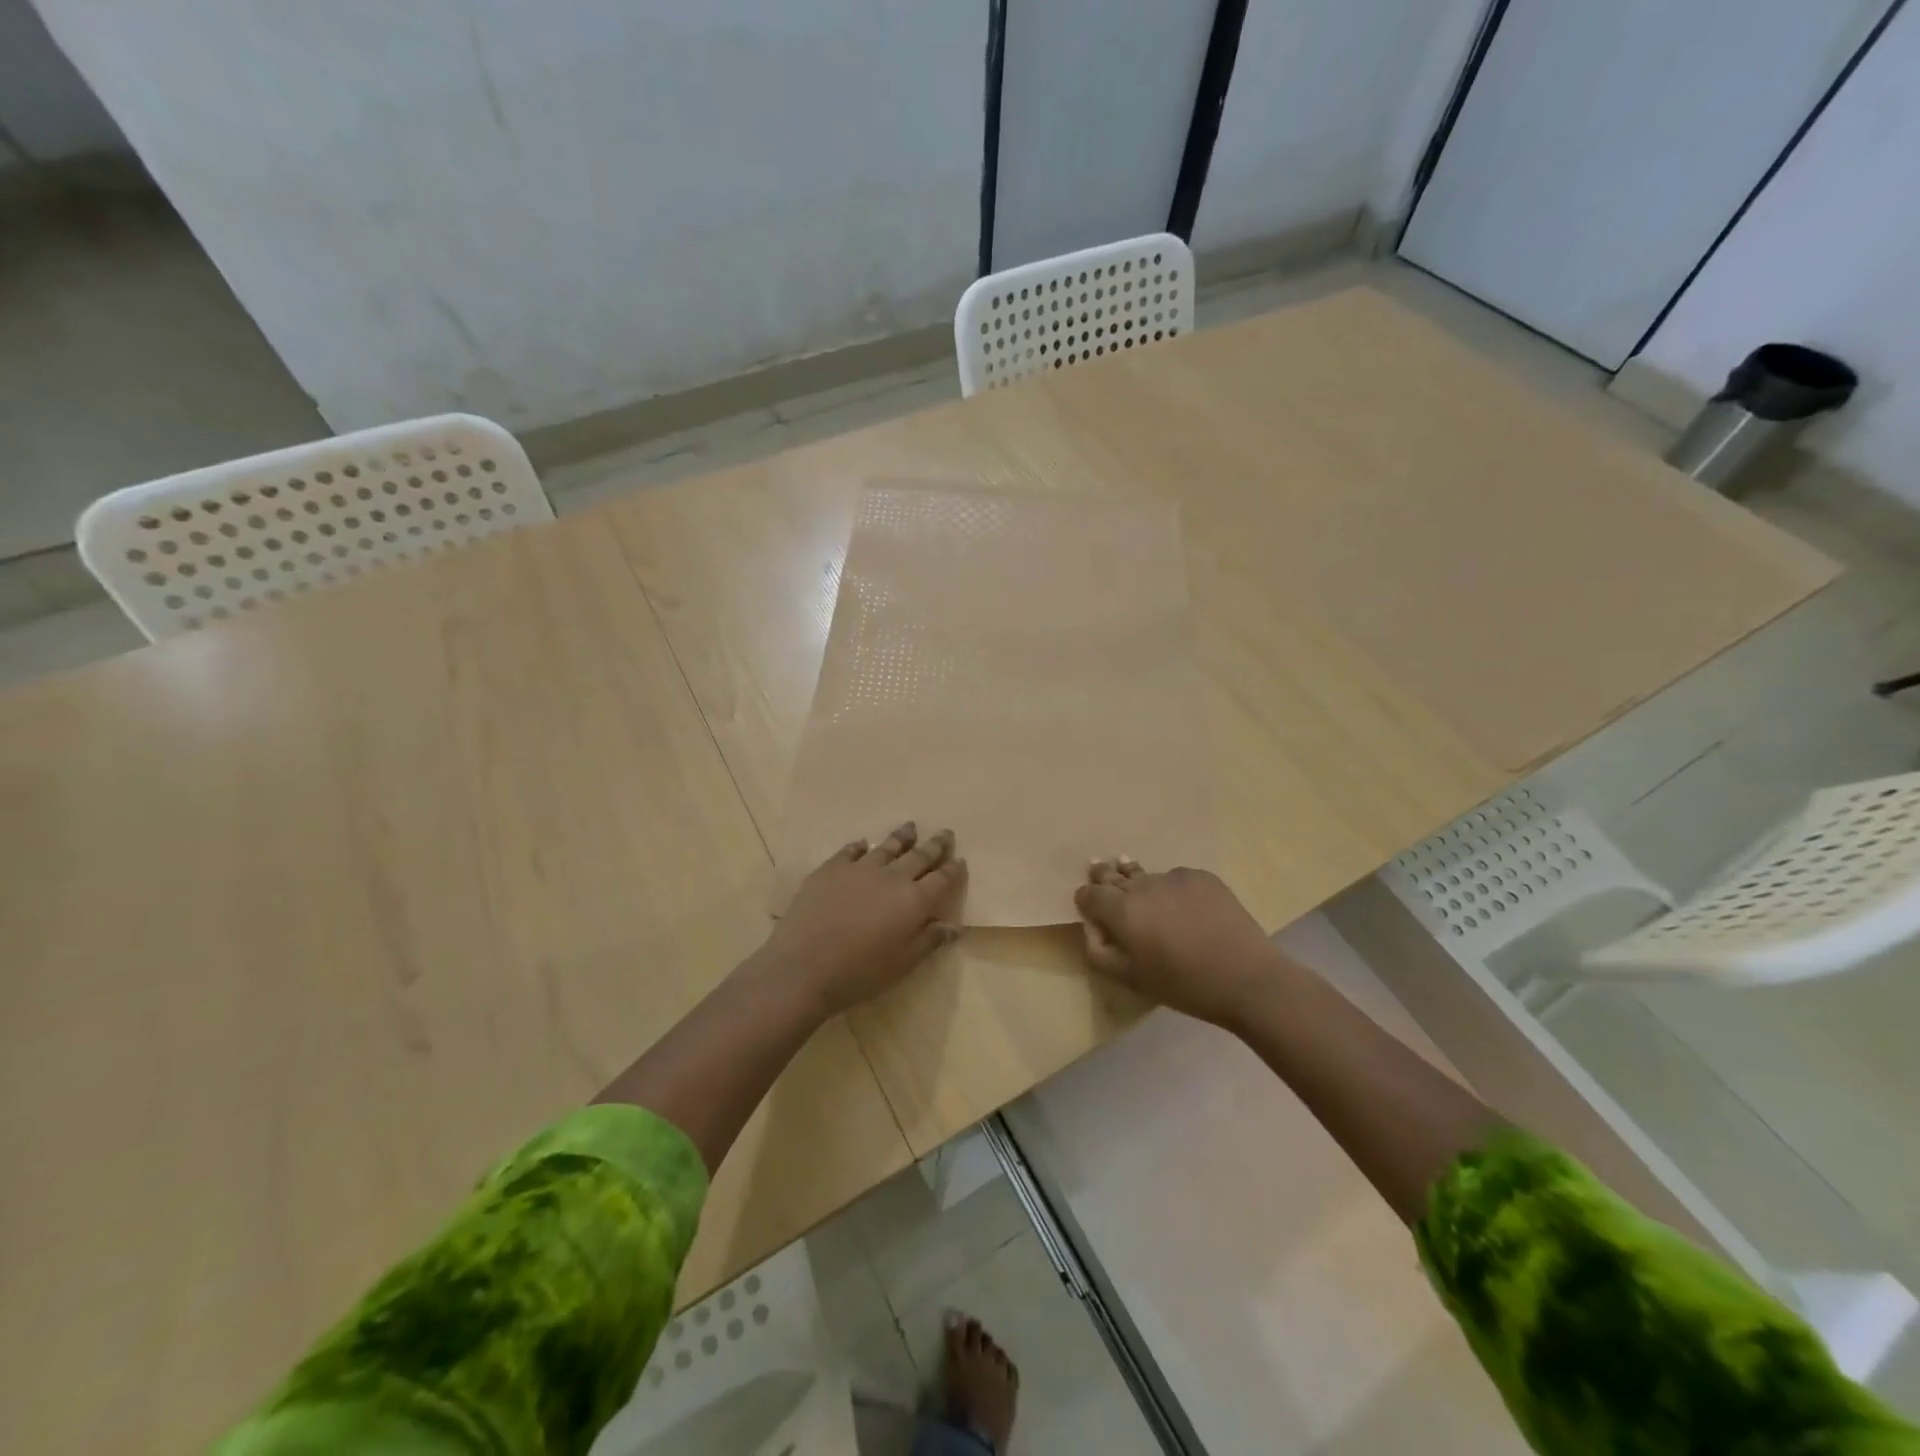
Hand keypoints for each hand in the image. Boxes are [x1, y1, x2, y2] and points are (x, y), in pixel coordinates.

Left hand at [765, 822, 967, 1015]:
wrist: (804, 966)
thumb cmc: (860, 973)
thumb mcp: (903, 963)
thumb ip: (929, 940)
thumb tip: (954, 926)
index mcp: (914, 901)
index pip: (942, 880)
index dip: (953, 870)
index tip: (960, 860)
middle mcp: (891, 877)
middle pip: (919, 856)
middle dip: (935, 845)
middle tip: (945, 833)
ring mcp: (859, 869)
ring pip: (887, 847)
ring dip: (902, 837)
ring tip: (911, 827)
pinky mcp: (831, 869)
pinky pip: (850, 851)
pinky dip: (860, 846)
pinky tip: (862, 844)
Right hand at [1074, 859, 1276, 1026]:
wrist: (1246, 978)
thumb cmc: (1182, 985)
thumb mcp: (1129, 978)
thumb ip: (1098, 949)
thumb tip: (1091, 924)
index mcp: (1121, 910)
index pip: (1090, 893)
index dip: (1085, 897)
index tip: (1086, 903)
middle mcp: (1143, 885)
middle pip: (1114, 874)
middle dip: (1103, 875)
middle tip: (1098, 868)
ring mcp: (1174, 877)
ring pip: (1146, 876)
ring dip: (1136, 879)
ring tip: (1129, 871)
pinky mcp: (1201, 877)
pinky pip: (1175, 879)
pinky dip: (1171, 889)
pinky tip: (1180, 904)